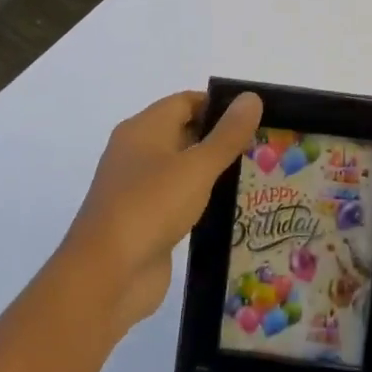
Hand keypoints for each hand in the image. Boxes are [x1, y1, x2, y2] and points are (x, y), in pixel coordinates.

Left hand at [57, 89, 262, 335]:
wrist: (107, 275)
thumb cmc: (151, 206)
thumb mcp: (197, 166)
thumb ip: (227, 135)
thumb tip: (251, 97)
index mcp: (143, 129)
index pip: (185, 102)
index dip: (219, 105)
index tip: (256, 117)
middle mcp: (137, 153)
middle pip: (183, 132)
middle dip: (220, 137)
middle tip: (264, 145)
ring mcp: (139, 189)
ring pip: (182, 168)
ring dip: (213, 170)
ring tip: (257, 173)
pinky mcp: (146, 220)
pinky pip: (179, 198)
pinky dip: (202, 198)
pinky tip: (232, 206)